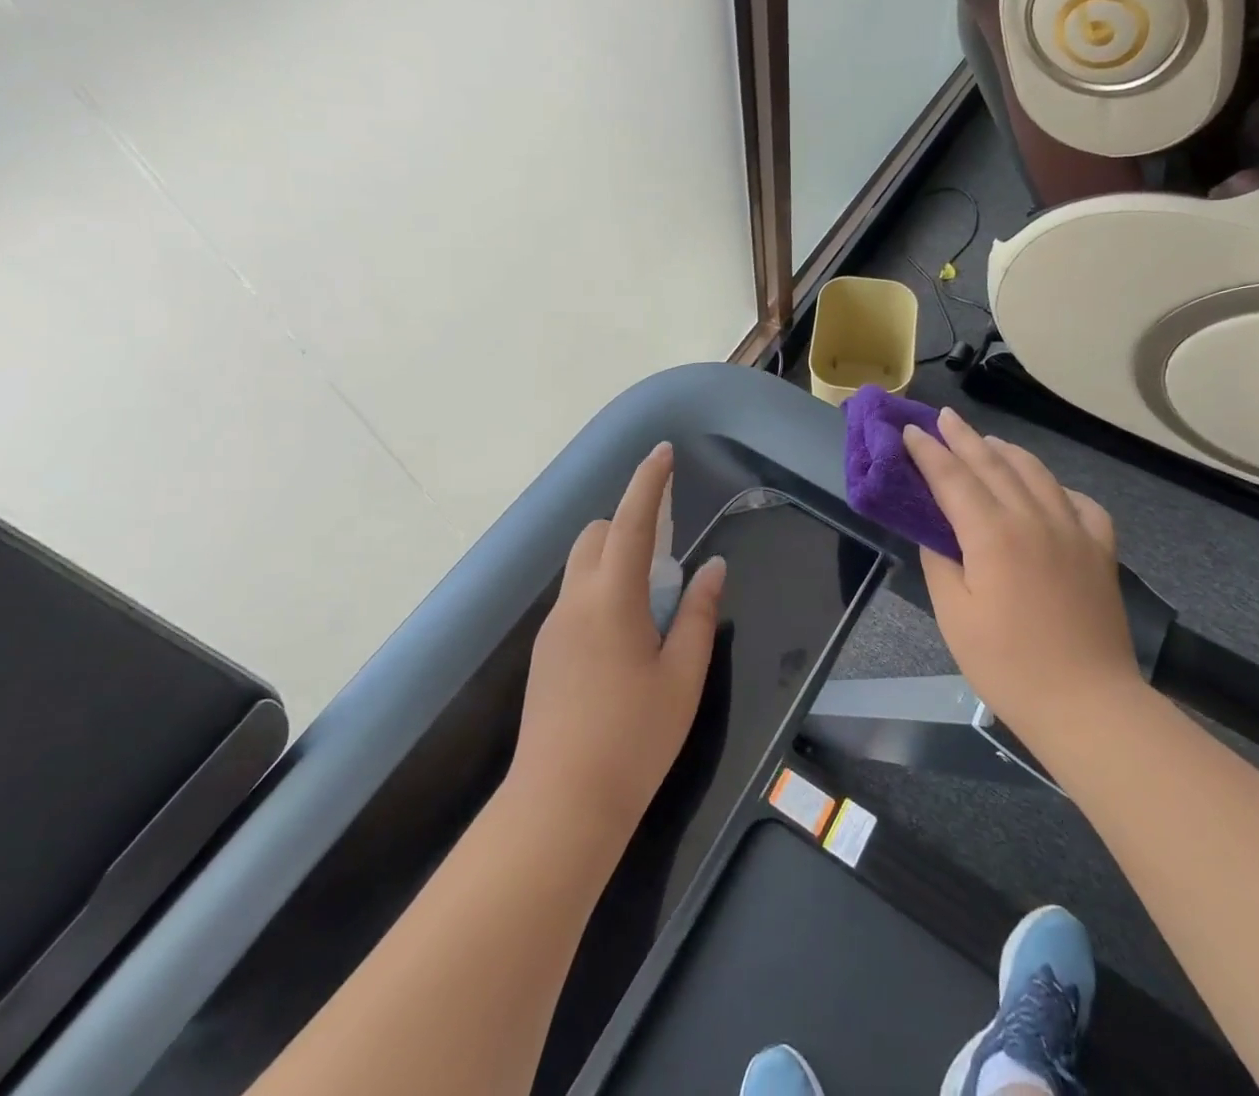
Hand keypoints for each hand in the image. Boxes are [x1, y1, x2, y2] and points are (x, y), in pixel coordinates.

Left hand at [510, 443, 724, 848]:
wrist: (560, 806)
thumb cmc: (634, 739)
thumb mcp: (682, 675)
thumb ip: (699, 614)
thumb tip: (713, 568)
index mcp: (611, 599)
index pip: (630, 521)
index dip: (648, 482)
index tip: (663, 452)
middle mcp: (574, 602)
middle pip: (595, 536)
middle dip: (627, 524)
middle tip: (666, 554)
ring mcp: (553, 628)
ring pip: (582, 568)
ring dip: (614, 560)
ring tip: (652, 603)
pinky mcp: (545, 654)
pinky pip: (575, 599)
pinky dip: (601, 591)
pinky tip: (625, 639)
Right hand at [902, 408, 1141, 736]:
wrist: (1087, 703)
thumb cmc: (1008, 664)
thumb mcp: (954, 615)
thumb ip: (941, 562)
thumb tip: (936, 532)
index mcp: (993, 534)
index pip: (953, 479)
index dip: (928, 453)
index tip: (909, 431)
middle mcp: (1034, 518)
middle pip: (993, 465)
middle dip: (964, 438)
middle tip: (943, 417)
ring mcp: (1073, 531)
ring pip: (1037, 473)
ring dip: (1007, 451)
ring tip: (987, 441)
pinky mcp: (1100, 550)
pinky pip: (1080, 502)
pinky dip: (1057, 486)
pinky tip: (1048, 489)